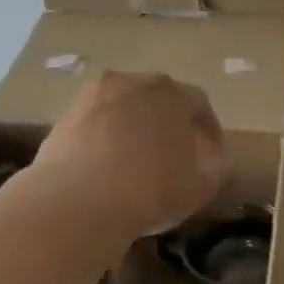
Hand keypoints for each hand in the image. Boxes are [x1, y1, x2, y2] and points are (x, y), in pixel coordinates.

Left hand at [29, 71, 226, 237]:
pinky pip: (98, 121)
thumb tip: (219, 165)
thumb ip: (217, 173)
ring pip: (125, 106)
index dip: (210, 130)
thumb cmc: (151, 190)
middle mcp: (132, 82)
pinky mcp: (64, 115)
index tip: (213, 155)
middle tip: (179, 152)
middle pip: (160, 97)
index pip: (200, 104)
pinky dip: (109, 136)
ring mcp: (93, 96)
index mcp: (171, 94)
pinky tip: (111, 165)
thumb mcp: (199, 189)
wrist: (78, 201)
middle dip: (172, 122)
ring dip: (137, 126)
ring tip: (142, 158)